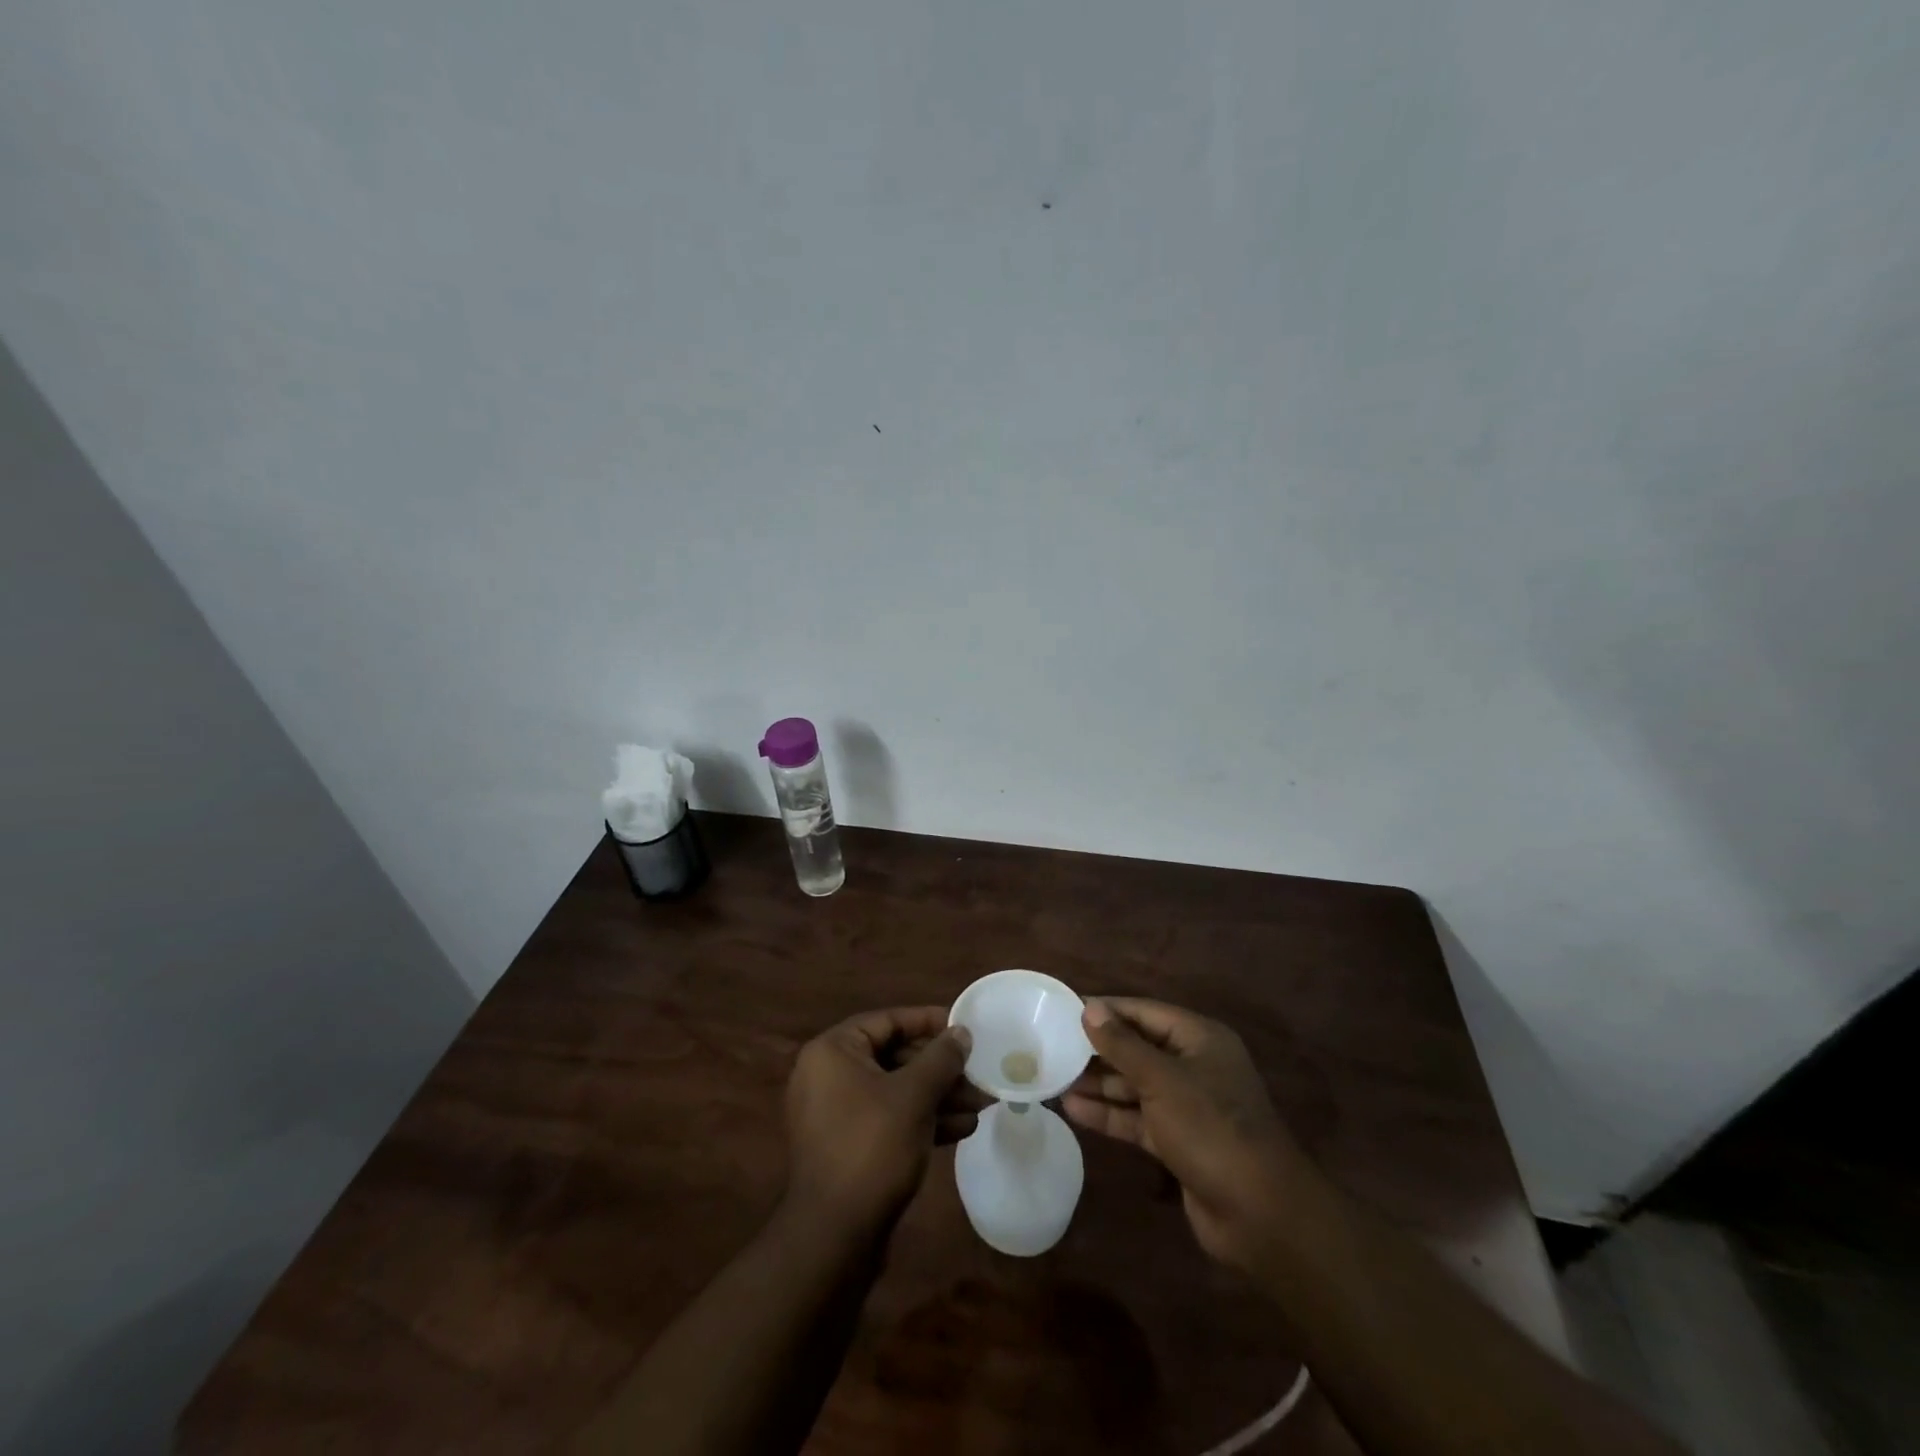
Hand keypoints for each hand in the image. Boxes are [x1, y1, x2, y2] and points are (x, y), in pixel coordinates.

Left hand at [783, 1007, 980, 1233]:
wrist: (834, 1237)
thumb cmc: (872, 1148)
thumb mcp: (914, 1096)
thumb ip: (941, 1058)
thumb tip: (961, 1032)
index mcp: (833, 1052)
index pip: (887, 1021)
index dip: (928, 1021)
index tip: (964, 1027)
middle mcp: (829, 1076)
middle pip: (895, 1057)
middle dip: (941, 1068)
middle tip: (979, 1072)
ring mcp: (838, 1114)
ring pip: (897, 1091)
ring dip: (939, 1096)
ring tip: (982, 1103)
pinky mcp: (850, 1147)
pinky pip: (890, 1120)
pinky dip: (923, 1120)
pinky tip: (963, 1128)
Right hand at [1064, 998, 1310, 1271]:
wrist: (1259, 1214)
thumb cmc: (1211, 1128)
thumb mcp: (1162, 1080)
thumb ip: (1122, 1045)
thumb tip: (1089, 1008)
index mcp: (1199, 1039)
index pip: (1144, 1012)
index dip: (1106, 1010)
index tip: (1065, 1009)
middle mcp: (1194, 1066)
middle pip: (1138, 1048)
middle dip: (1098, 1049)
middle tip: (1052, 1045)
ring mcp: (1187, 1106)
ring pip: (1135, 1085)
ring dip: (1099, 1083)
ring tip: (1054, 1078)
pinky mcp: (1178, 1141)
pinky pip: (1137, 1118)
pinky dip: (1109, 1114)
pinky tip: (1073, 1110)